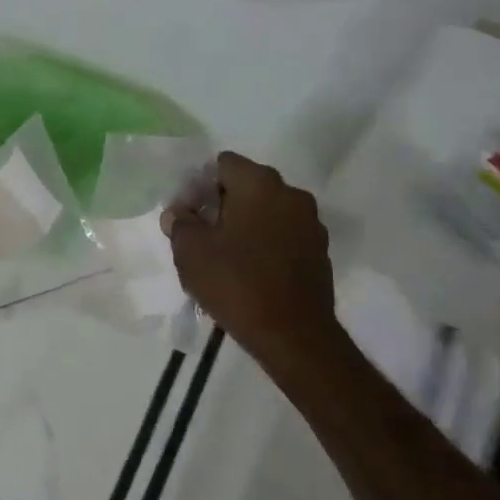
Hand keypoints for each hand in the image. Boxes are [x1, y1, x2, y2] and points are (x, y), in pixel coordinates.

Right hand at [161, 152, 337, 368]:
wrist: (294, 336)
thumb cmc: (236, 283)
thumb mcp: (190, 251)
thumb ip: (181, 223)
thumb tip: (180, 213)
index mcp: (259, 183)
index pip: (222, 164)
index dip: (199, 185)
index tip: (187, 216)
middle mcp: (290, 193)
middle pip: (246, 185)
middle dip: (221, 204)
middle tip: (201, 235)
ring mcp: (310, 222)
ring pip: (267, 210)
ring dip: (245, 223)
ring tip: (224, 255)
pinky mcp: (320, 251)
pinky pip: (284, 234)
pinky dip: (266, 243)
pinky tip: (250, 270)